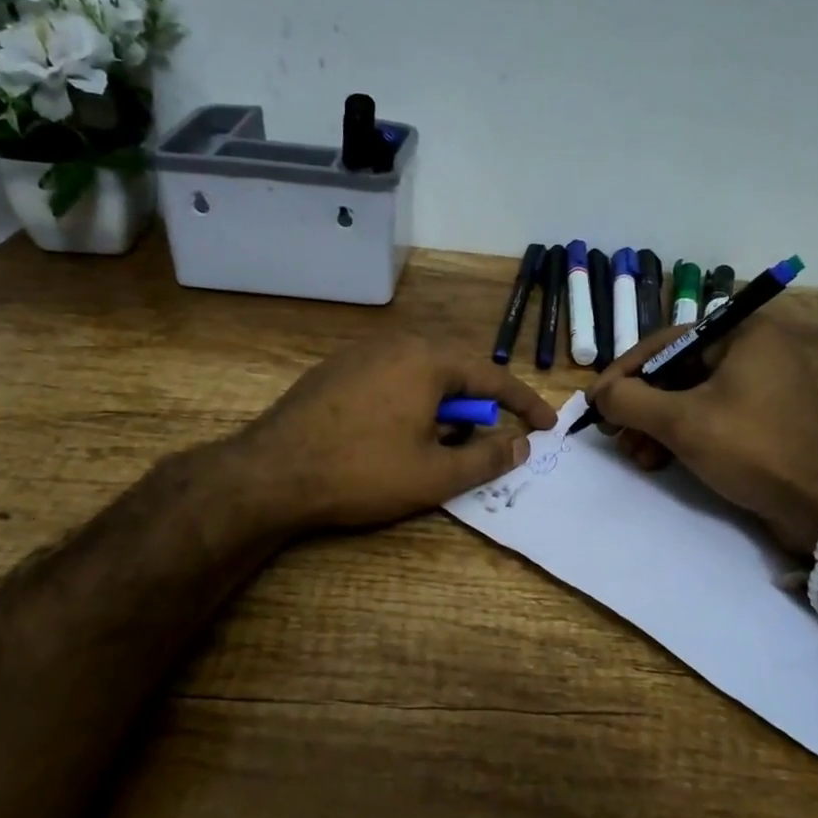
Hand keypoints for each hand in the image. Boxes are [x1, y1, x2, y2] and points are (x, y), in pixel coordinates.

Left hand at [234, 335, 557, 531]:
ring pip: (424, 373)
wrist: (269, 474)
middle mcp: (398, 343)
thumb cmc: (361, 472)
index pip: (494, 376)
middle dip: (479, 405)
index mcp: (428, 359)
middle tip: (487, 441)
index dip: (525, 405)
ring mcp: (363, 352)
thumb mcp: (434, 475)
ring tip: (438, 443)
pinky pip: (393, 376)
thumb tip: (520, 444)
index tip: (547, 426)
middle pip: (458, 370)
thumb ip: (487, 457)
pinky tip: (396, 433)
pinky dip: (412, 400)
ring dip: (444, 405)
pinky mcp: (337, 368)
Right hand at [587, 318, 817, 556]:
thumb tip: (599, 394)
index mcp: (741, 333)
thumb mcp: (682, 422)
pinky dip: (682, 436)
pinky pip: (711, 417)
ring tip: (635, 456)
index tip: (594, 402)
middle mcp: (754, 351)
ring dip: (656, 426)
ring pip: (691, 398)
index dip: (623, 372)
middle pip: (676, 371)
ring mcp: (762, 387)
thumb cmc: (752, 448)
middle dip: (641, 406)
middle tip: (613, 433)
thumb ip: (631, 401)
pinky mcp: (765, 420)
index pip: (664, 342)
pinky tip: (658, 461)